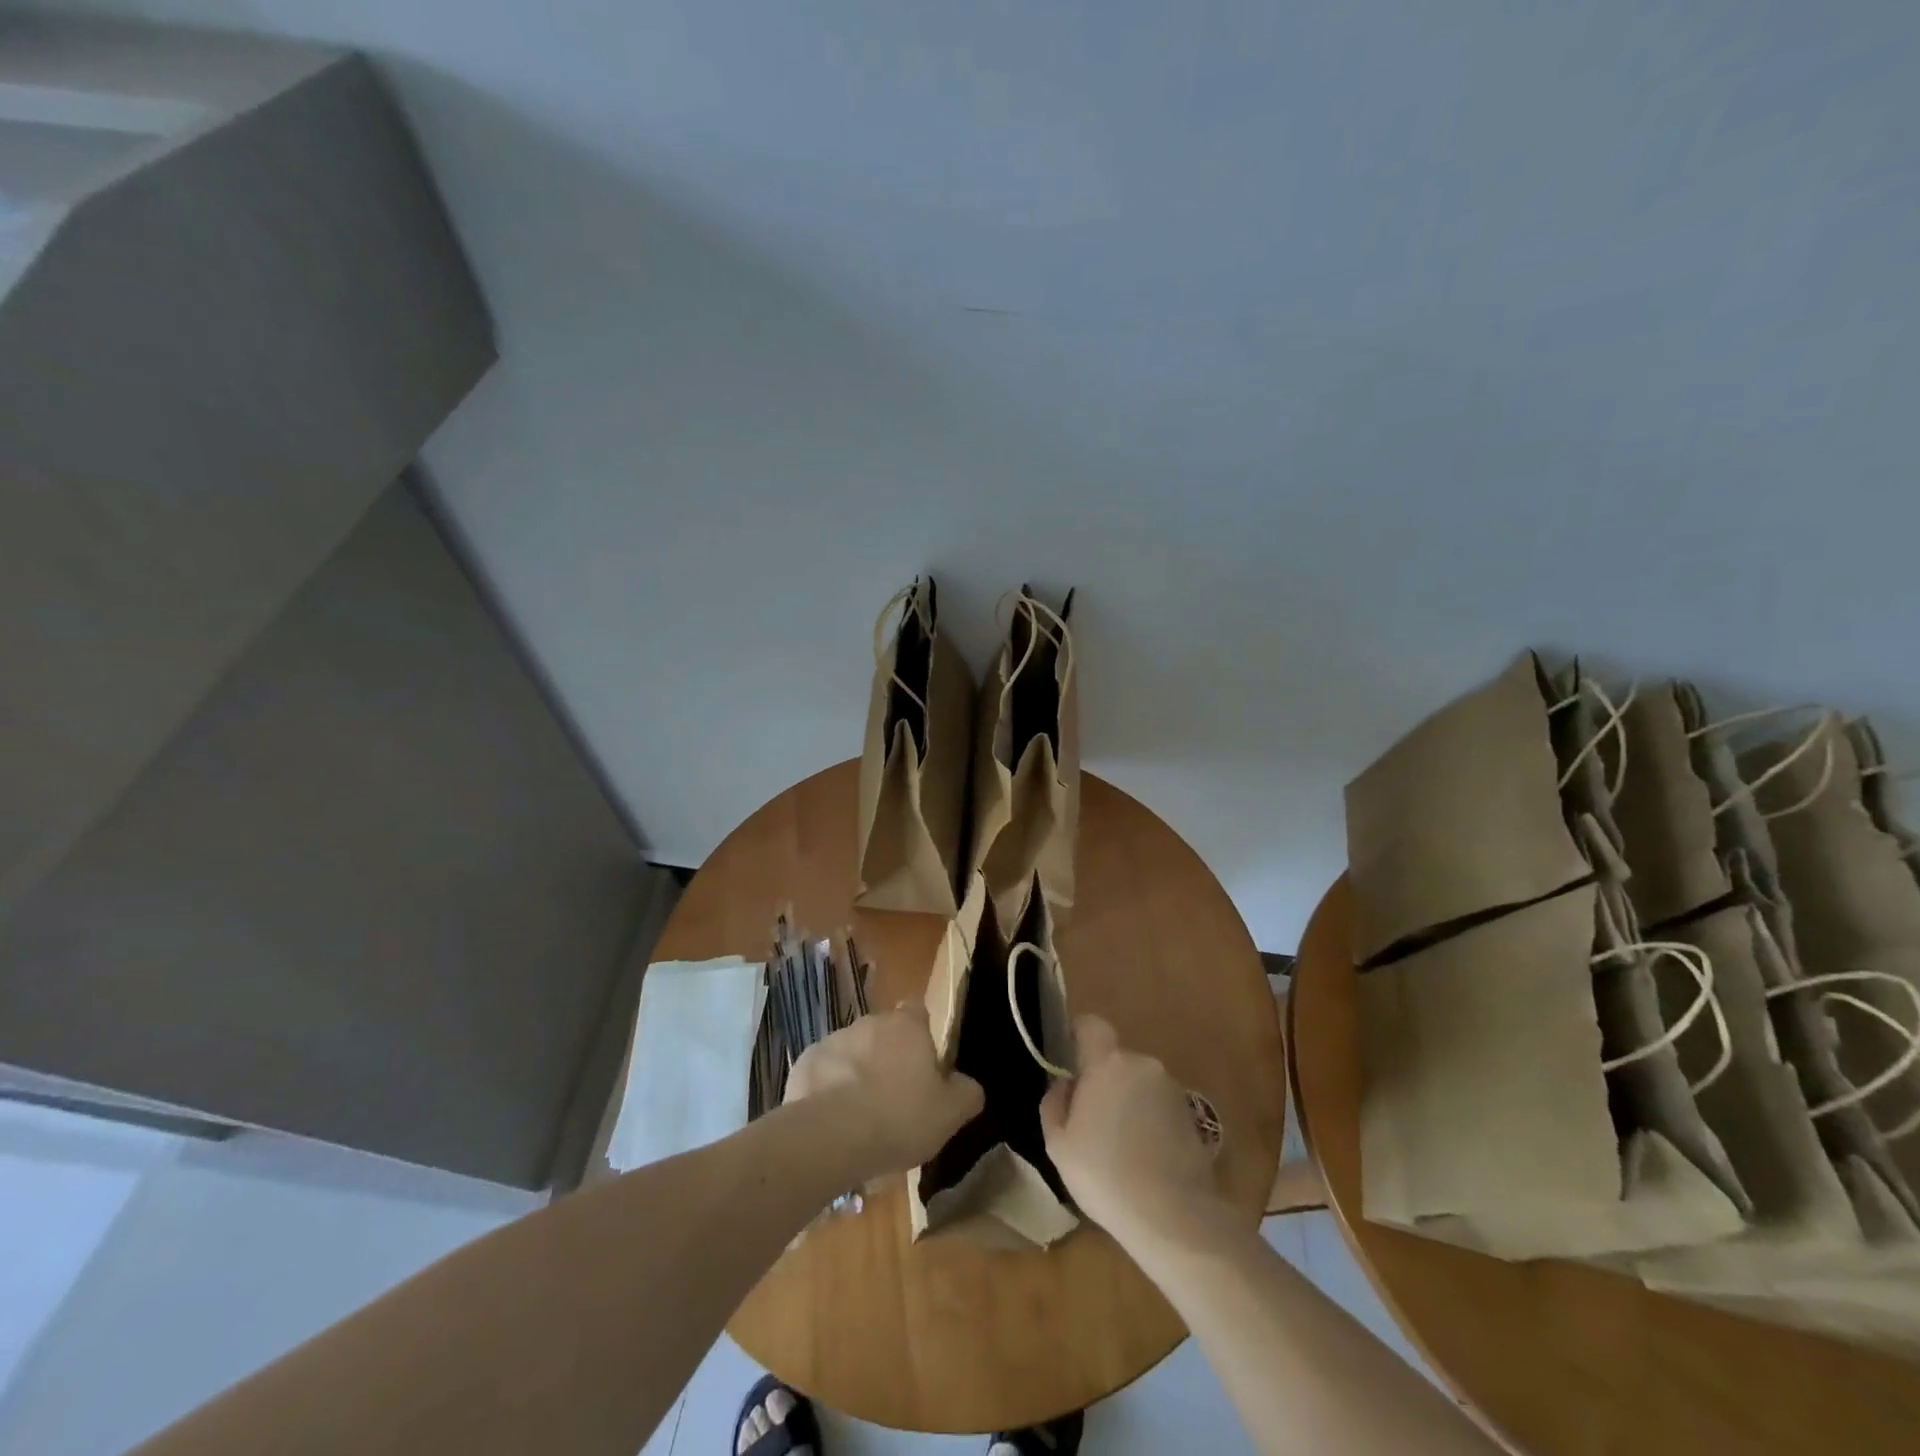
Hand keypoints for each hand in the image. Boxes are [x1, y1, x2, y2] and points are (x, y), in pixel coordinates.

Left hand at [785, 1003, 983, 1180]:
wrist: (830, 1135)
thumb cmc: (898, 1117)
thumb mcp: (949, 1114)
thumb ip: (966, 1093)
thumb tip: (969, 1085)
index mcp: (907, 1027)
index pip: (918, 1009)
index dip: (922, 1032)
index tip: (924, 1061)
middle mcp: (870, 1022)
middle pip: (884, 1033)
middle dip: (889, 1057)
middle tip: (895, 1098)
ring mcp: (834, 1039)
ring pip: (853, 1052)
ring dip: (858, 1073)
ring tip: (862, 1116)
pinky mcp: (806, 1062)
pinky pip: (824, 1072)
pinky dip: (829, 1089)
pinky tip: (834, 1121)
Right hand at [1041, 1015, 1227, 1251]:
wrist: (1173, 1216)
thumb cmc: (1104, 1174)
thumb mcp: (1058, 1144)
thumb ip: (1054, 1102)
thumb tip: (1065, 1083)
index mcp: (1108, 1062)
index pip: (1092, 1024)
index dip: (1078, 1033)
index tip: (1069, 1057)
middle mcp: (1142, 1065)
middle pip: (1115, 1060)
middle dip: (1102, 1081)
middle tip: (1090, 1120)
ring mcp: (1171, 1089)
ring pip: (1138, 1084)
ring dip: (1127, 1102)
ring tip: (1118, 1147)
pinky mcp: (1192, 1116)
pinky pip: (1159, 1106)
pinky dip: (1149, 1122)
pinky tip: (1143, 1159)